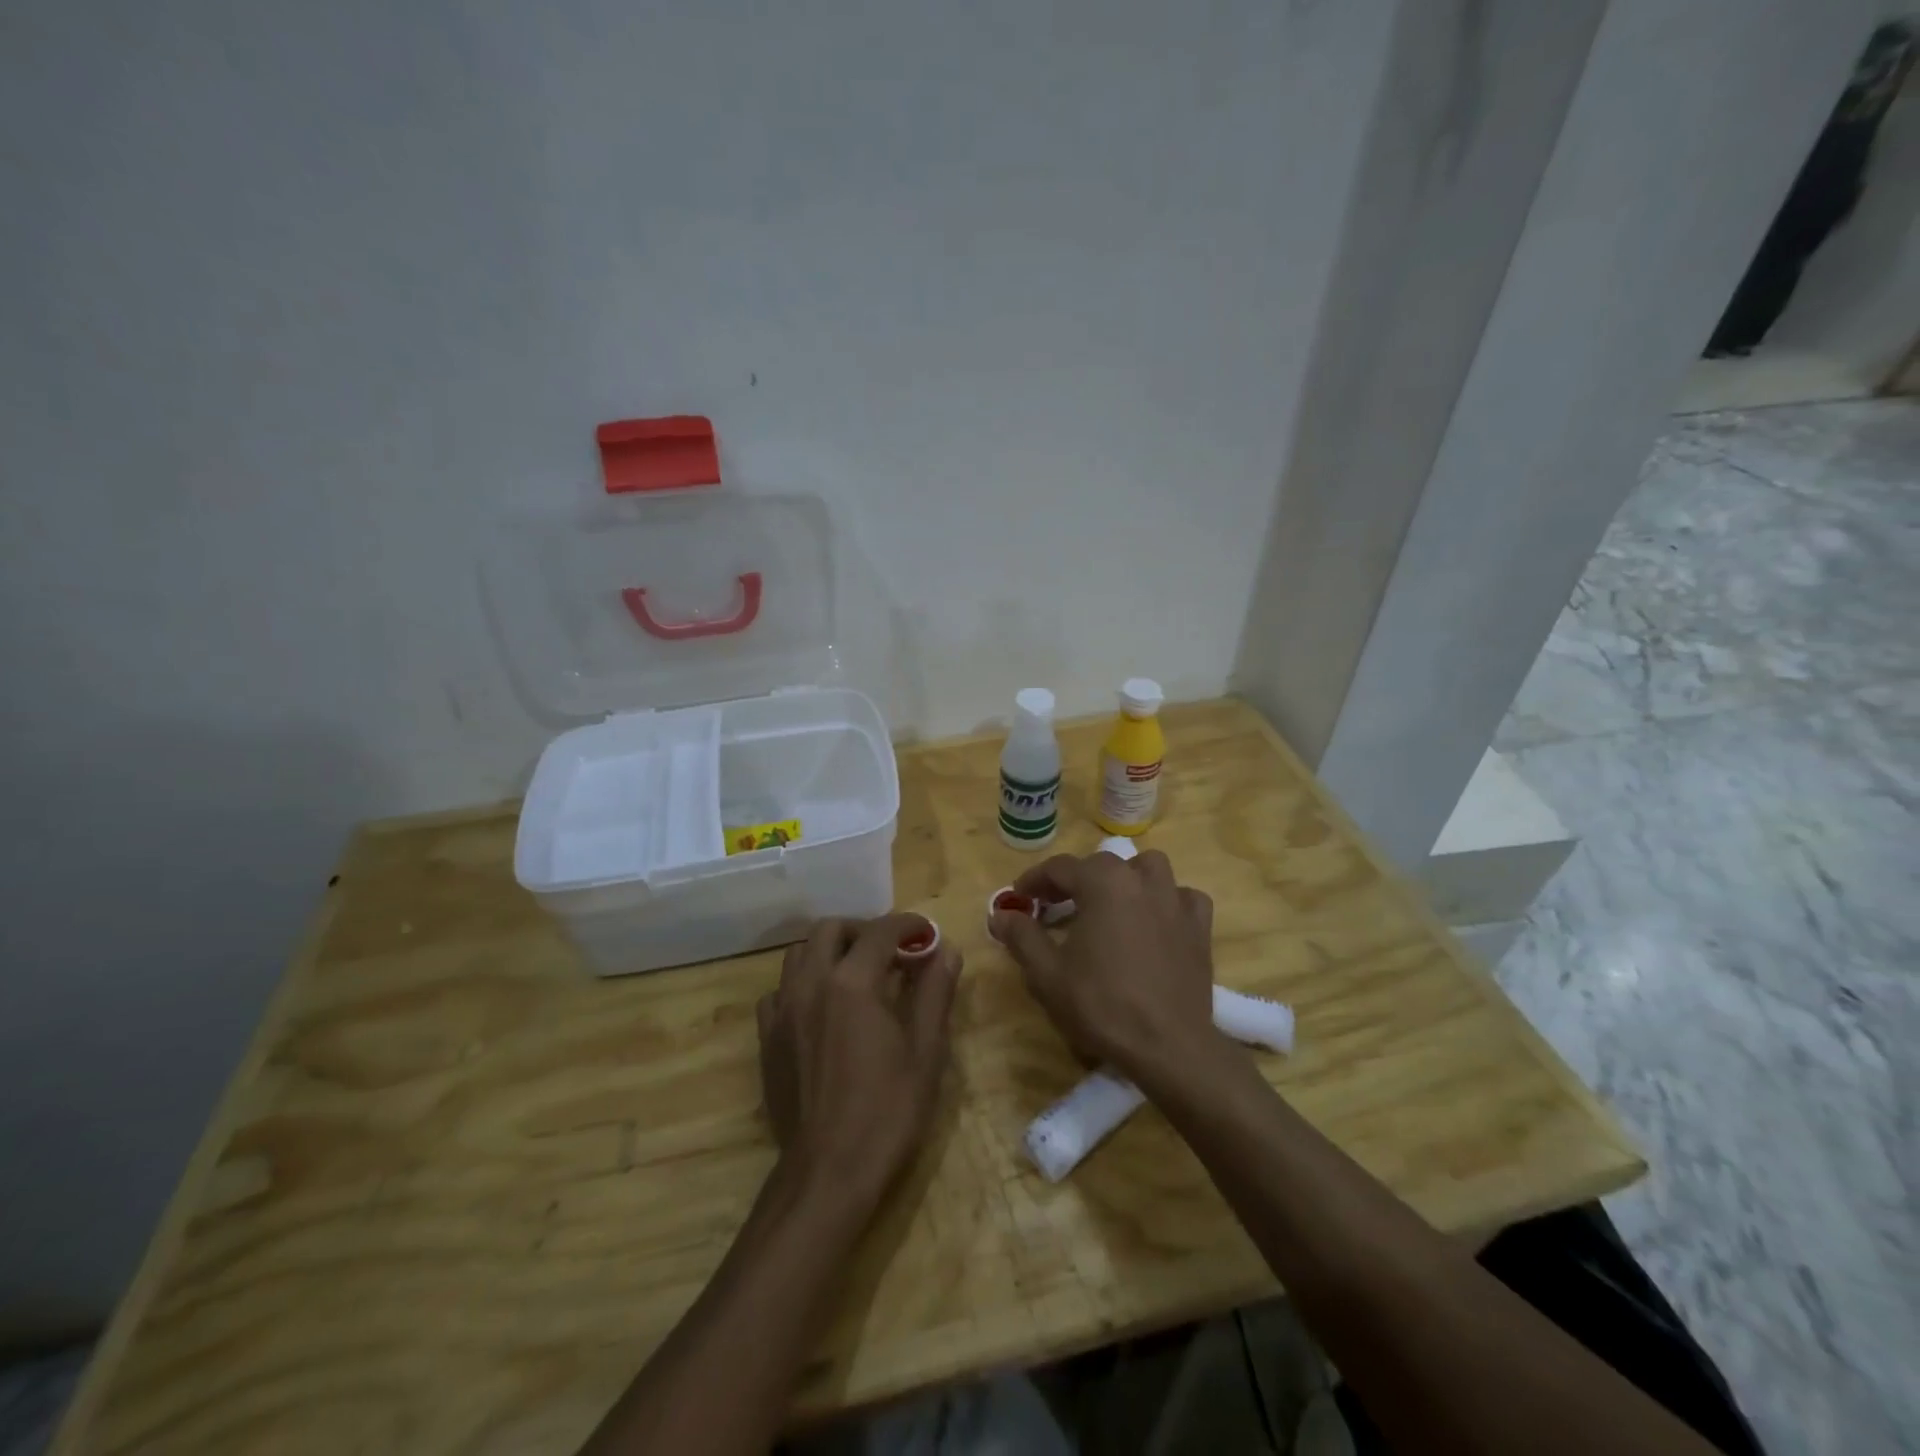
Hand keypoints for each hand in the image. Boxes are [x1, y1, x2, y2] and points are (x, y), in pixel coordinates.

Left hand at [757, 915, 961, 1211]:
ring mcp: (783, 1010)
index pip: (881, 931)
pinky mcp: (768, 1038)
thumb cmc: (887, 1111)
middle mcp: (811, 984)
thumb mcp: (925, 1051)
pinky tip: (821, 1008)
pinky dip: (802, 984)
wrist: (828, 1172)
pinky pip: (780, 991)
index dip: (908, 925)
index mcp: (852, 982)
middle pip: (831, 930)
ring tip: (855, 973)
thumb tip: (947, 950)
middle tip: (891, 952)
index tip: (927, 934)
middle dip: (864, 930)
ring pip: (799, 954)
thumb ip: (934, 992)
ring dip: (829, 951)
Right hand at [991, 850, 1215, 1083]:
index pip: (1060, 868)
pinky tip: (1156, 921)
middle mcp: (1141, 880)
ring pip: (1148, 869)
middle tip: (1055, 906)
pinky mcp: (1199, 927)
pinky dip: (1166, 901)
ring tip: (1110, 904)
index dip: (1034, 881)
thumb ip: (1021, 936)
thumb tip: (1000, 914)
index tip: (1019, 898)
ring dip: (1125, 879)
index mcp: (1103, 883)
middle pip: (1101, 865)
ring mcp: (1175, 900)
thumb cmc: (1102, 1005)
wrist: (1168, 1046)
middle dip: (1074, 880)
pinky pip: (1182, 897)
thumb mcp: (1047, 974)